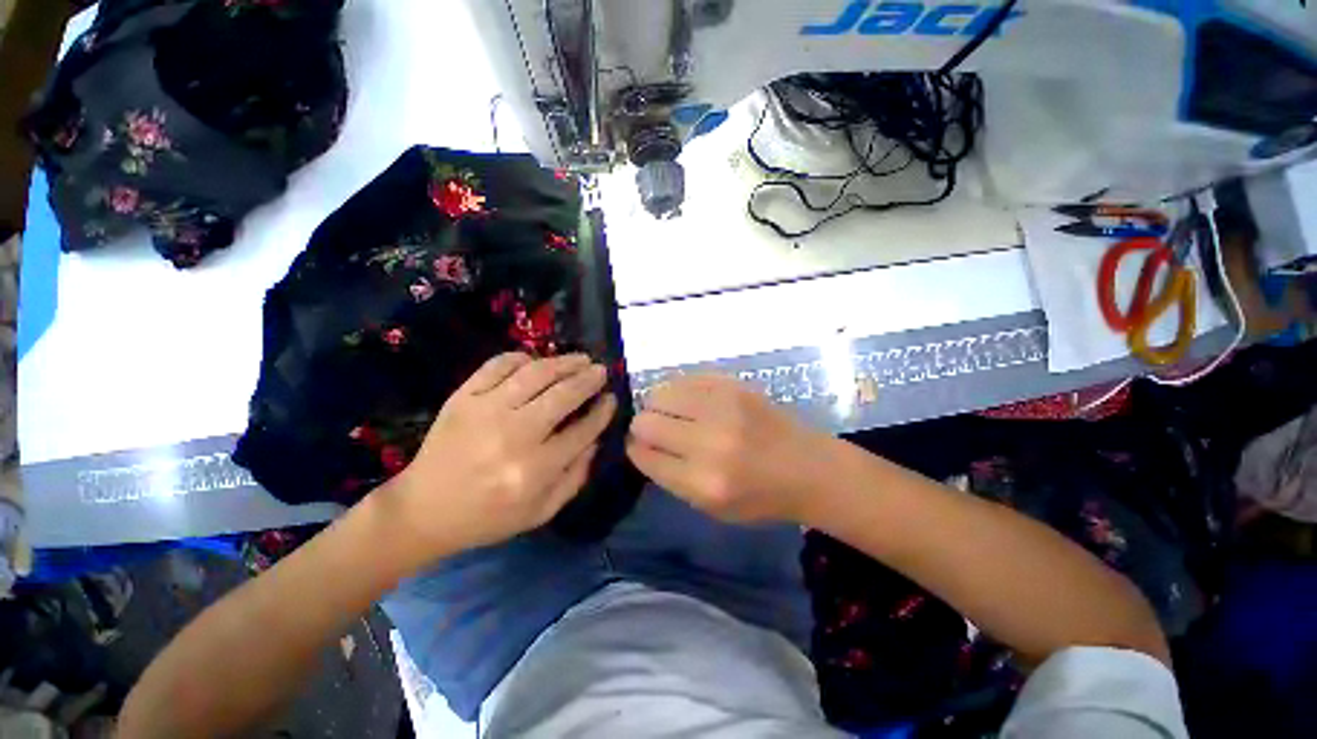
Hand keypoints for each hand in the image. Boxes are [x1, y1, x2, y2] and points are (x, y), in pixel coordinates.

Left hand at [383, 353, 615, 557]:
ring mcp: (485, 411)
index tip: (612, 399)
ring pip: (536, 374)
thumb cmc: (488, 517)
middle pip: (563, 395)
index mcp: (535, 470)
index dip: (602, 411)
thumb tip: (596, 438)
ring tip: (580, 359)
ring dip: (564, 362)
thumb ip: (576, 477)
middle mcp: (514, 435)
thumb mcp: (541, 512)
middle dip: (589, 379)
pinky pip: (498, 365)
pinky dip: (522, 358)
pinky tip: (537, 361)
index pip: (582, 431)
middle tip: (601, 371)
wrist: (422, 510)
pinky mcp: (463, 397)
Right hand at [627, 374, 831, 523]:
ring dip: (660, 405)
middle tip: (659, 431)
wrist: (808, 467)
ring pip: (660, 393)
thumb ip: (671, 478)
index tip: (639, 447)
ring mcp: (722, 407)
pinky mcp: (732, 384)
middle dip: (644, 428)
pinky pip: (684, 379)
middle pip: (646, 421)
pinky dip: (680, 391)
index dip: (636, 449)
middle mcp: (709, 441)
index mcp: (703, 482)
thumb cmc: (760, 497)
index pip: (644, 455)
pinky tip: (692, 402)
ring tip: (675, 414)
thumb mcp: (711, 508)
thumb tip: (640, 445)